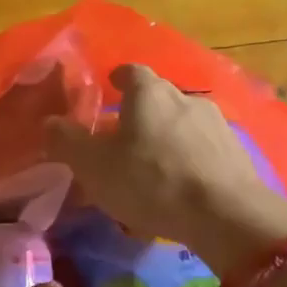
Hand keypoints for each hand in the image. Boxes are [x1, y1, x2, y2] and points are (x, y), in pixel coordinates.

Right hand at [45, 64, 286, 279]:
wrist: (225, 213)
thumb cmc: (150, 181)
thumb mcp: (94, 165)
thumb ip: (68, 142)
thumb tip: (49, 123)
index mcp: (149, 93)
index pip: (131, 72)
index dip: (118, 78)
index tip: (110, 85)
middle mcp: (186, 98)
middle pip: (159, 97)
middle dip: (141, 112)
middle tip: (123, 136)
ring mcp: (217, 124)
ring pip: (183, 124)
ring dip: (167, 137)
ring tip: (153, 165)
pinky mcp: (237, 153)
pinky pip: (203, 149)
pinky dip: (189, 159)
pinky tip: (181, 184)